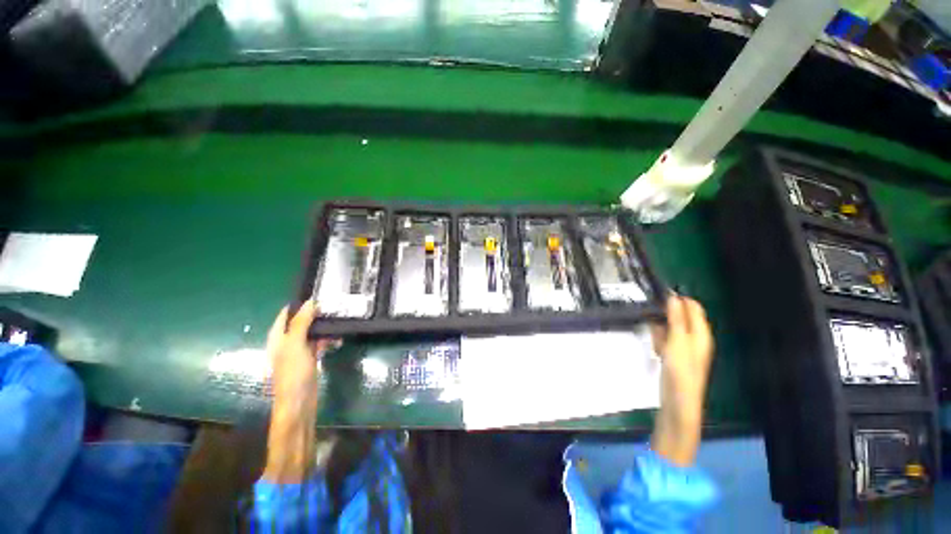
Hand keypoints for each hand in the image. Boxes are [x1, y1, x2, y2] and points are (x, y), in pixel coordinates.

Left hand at [267, 300, 337, 403]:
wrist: (299, 402)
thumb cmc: (292, 372)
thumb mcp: (295, 344)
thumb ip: (302, 323)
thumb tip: (311, 302)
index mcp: (278, 336)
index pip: (287, 313)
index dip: (301, 303)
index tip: (320, 294)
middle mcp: (287, 341)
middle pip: (302, 321)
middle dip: (317, 314)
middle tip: (335, 306)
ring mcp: (299, 350)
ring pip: (312, 332)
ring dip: (324, 327)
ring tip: (340, 322)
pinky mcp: (310, 358)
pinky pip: (319, 343)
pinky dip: (327, 339)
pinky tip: (338, 339)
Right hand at [650, 295, 714, 466]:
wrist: (677, 401)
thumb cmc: (681, 370)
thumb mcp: (677, 341)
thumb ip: (676, 319)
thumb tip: (673, 297)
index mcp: (701, 333)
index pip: (693, 307)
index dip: (678, 299)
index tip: (658, 294)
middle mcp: (694, 338)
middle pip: (680, 317)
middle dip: (665, 314)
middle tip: (652, 314)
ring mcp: (683, 347)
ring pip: (670, 328)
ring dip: (660, 327)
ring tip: (653, 333)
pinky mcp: (673, 355)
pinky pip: (665, 340)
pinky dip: (658, 339)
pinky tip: (654, 346)